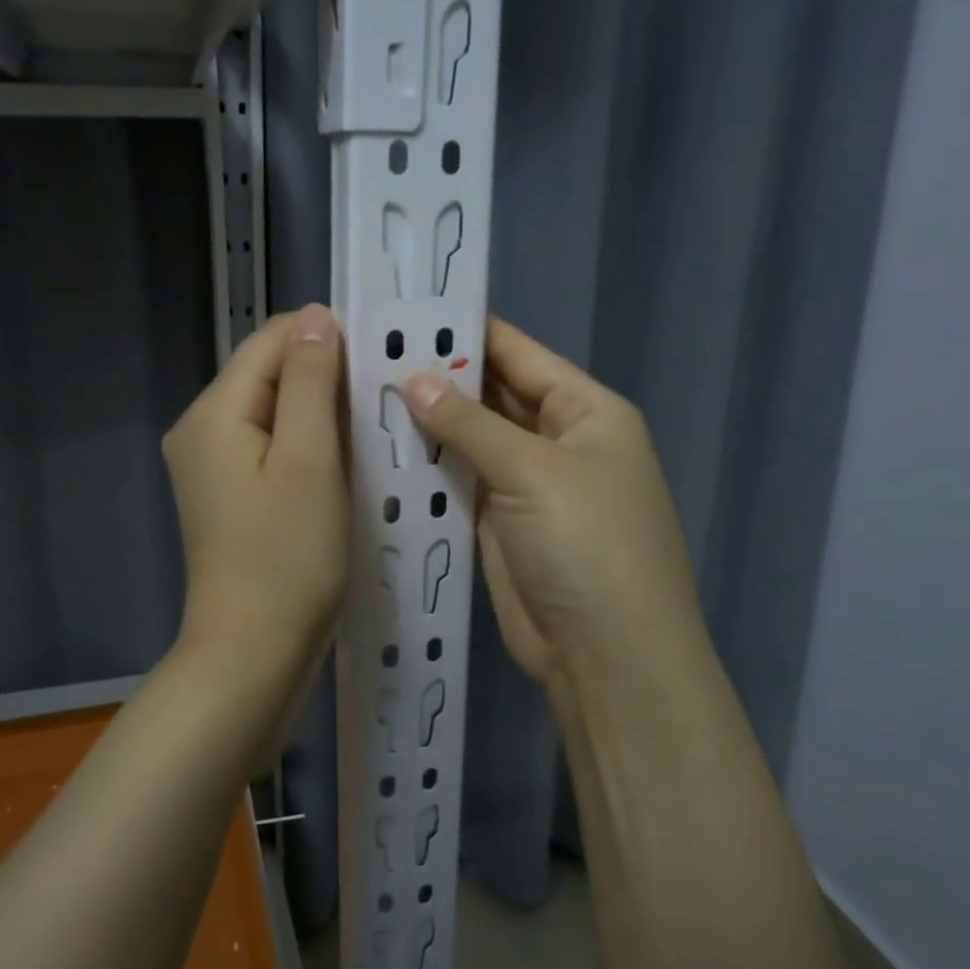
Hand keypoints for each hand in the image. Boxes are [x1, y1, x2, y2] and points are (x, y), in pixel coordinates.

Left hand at [163, 305, 349, 680]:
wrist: (252, 653)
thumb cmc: (288, 558)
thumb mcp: (309, 461)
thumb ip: (310, 382)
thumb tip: (315, 317)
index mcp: (213, 412)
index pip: (271, 341)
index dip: (325, 339)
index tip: (380, 358)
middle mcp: (200, 429)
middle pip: (268, 374)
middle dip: (324, 377)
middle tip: (383, 396)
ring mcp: (209, 464)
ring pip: (273, 411)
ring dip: (319, 411)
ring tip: (371, 424)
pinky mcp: (226, 493)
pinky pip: (269, 446)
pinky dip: (305, 443)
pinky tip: (342, 459)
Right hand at [398, 317, 699, 685]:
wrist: (605, 655)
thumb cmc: (585, 544)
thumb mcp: (531, 470)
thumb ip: (468, 421)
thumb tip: (412, 379)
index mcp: (585, 411)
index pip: (518, 354)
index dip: (466, 332)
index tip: (407, 312)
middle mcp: (557, 440)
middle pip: (492, 394)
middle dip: (440, 376)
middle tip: (370, 352)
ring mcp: (527, 484)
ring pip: (471, 439)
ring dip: (428, 421)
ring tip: (363, 391)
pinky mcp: (499, 522)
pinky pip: (459, 480)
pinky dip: (428, 465)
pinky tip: (381, 446)